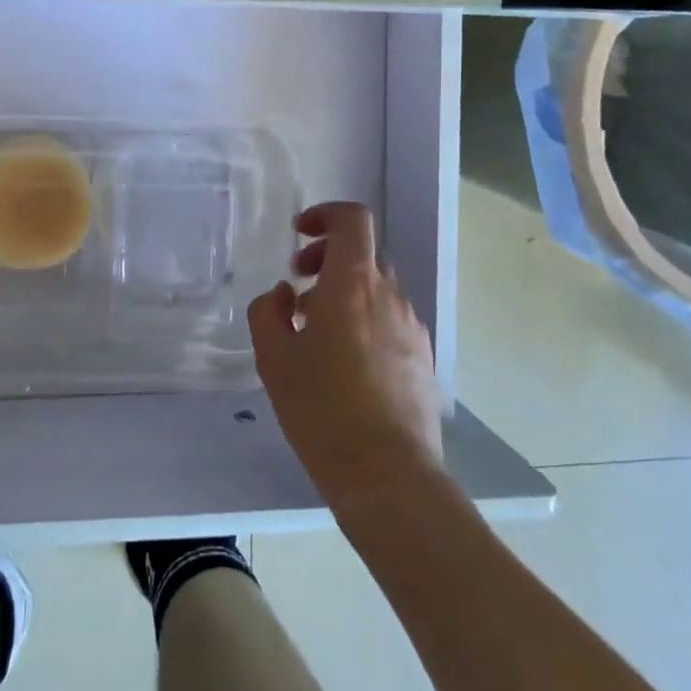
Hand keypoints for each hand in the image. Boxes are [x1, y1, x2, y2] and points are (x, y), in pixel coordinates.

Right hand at [247, 202, 444, 511]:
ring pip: (375, 290)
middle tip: (296, 291)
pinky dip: (363, 321)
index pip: (352, 220)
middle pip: (362, 255)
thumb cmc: (322, 409)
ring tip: (314, 334)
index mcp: (352, 284)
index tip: (299, 236)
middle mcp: (388, 295)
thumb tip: (285, 295)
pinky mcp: (422, 357)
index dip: (325, 215)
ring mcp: (411, 327)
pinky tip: (344, 365)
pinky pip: (389, 320)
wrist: (388, 475)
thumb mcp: (273, 358)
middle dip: (326, 261)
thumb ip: (268, 312)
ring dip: (343, 294)